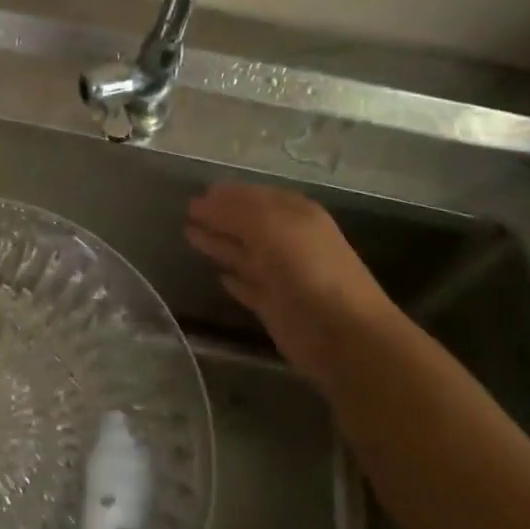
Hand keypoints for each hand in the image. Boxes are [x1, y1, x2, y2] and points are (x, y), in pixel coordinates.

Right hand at [186, 183, 401, 382]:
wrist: (342, 334)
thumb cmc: (307, 269)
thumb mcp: (269, 226)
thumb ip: (235, 211)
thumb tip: (202, 201)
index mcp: (295, 214)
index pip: (255, 196)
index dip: (227, 194)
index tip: (196, 194)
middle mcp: (289, 241)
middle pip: (248, 224)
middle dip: (219, 216)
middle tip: (187, 212)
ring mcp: (282, 275)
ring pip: (244, 253)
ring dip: (219, 243)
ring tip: (188, 234)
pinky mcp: (274, 306)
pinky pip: (248, 286)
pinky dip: (233, 280)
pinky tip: (216, 276)